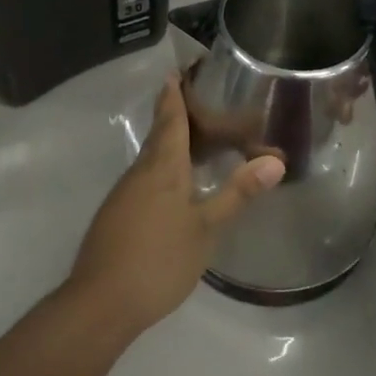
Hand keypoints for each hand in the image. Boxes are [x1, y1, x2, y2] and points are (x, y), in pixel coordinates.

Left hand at [65, 72, 283, 338]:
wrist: (99, 305)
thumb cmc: (158, 260)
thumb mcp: (206, 228)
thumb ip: (238, 193)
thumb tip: (275, 161)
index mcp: (162, 167)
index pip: (170, 119)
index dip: (174, 95)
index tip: (177, 71)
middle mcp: (140, 172)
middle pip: (160, 134)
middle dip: (175, 114)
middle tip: (200, 100)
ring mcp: (125, 195)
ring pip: (152, 157)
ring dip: (171, 142)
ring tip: (197, 139)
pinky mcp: (117, 216)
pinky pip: (145, 178)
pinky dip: (164, 168)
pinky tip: (178, 184)